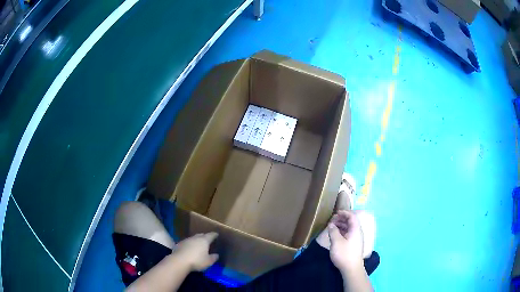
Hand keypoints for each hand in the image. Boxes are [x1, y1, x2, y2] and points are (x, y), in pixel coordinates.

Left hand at [173, 232, 218, 270]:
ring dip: (196, 240)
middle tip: (208, 239)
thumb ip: (213, 257)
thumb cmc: (197, 261)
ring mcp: (186, 240)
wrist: (179, 261)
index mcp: (204, 241)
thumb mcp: (208, 261)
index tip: (216, 234)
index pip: (211, 235)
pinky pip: (187, 242)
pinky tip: (190, 249)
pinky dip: (190, 244)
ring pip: (193, 238)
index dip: (214, 235)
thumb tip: (216, 254)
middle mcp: (195, 238)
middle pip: (201, 235)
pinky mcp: (179, 244)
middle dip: (205, 236)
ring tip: (199, 244)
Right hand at [328, 210, 363, 271]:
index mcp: (356, 229)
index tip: (336, 212)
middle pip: (351, 222)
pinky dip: (342, 232)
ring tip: (332, 227)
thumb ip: (333, 231)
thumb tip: (331, 224)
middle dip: (342, 219)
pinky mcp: (353, 245)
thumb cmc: (344, 254)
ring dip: (341, 226)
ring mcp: (356, 239)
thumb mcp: (336, 242)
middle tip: (332, 220)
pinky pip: (348, 234)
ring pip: (349, 228)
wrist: (352, 268)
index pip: (352, 217)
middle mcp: (357, 232)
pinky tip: (335, 235)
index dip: (344, 213)